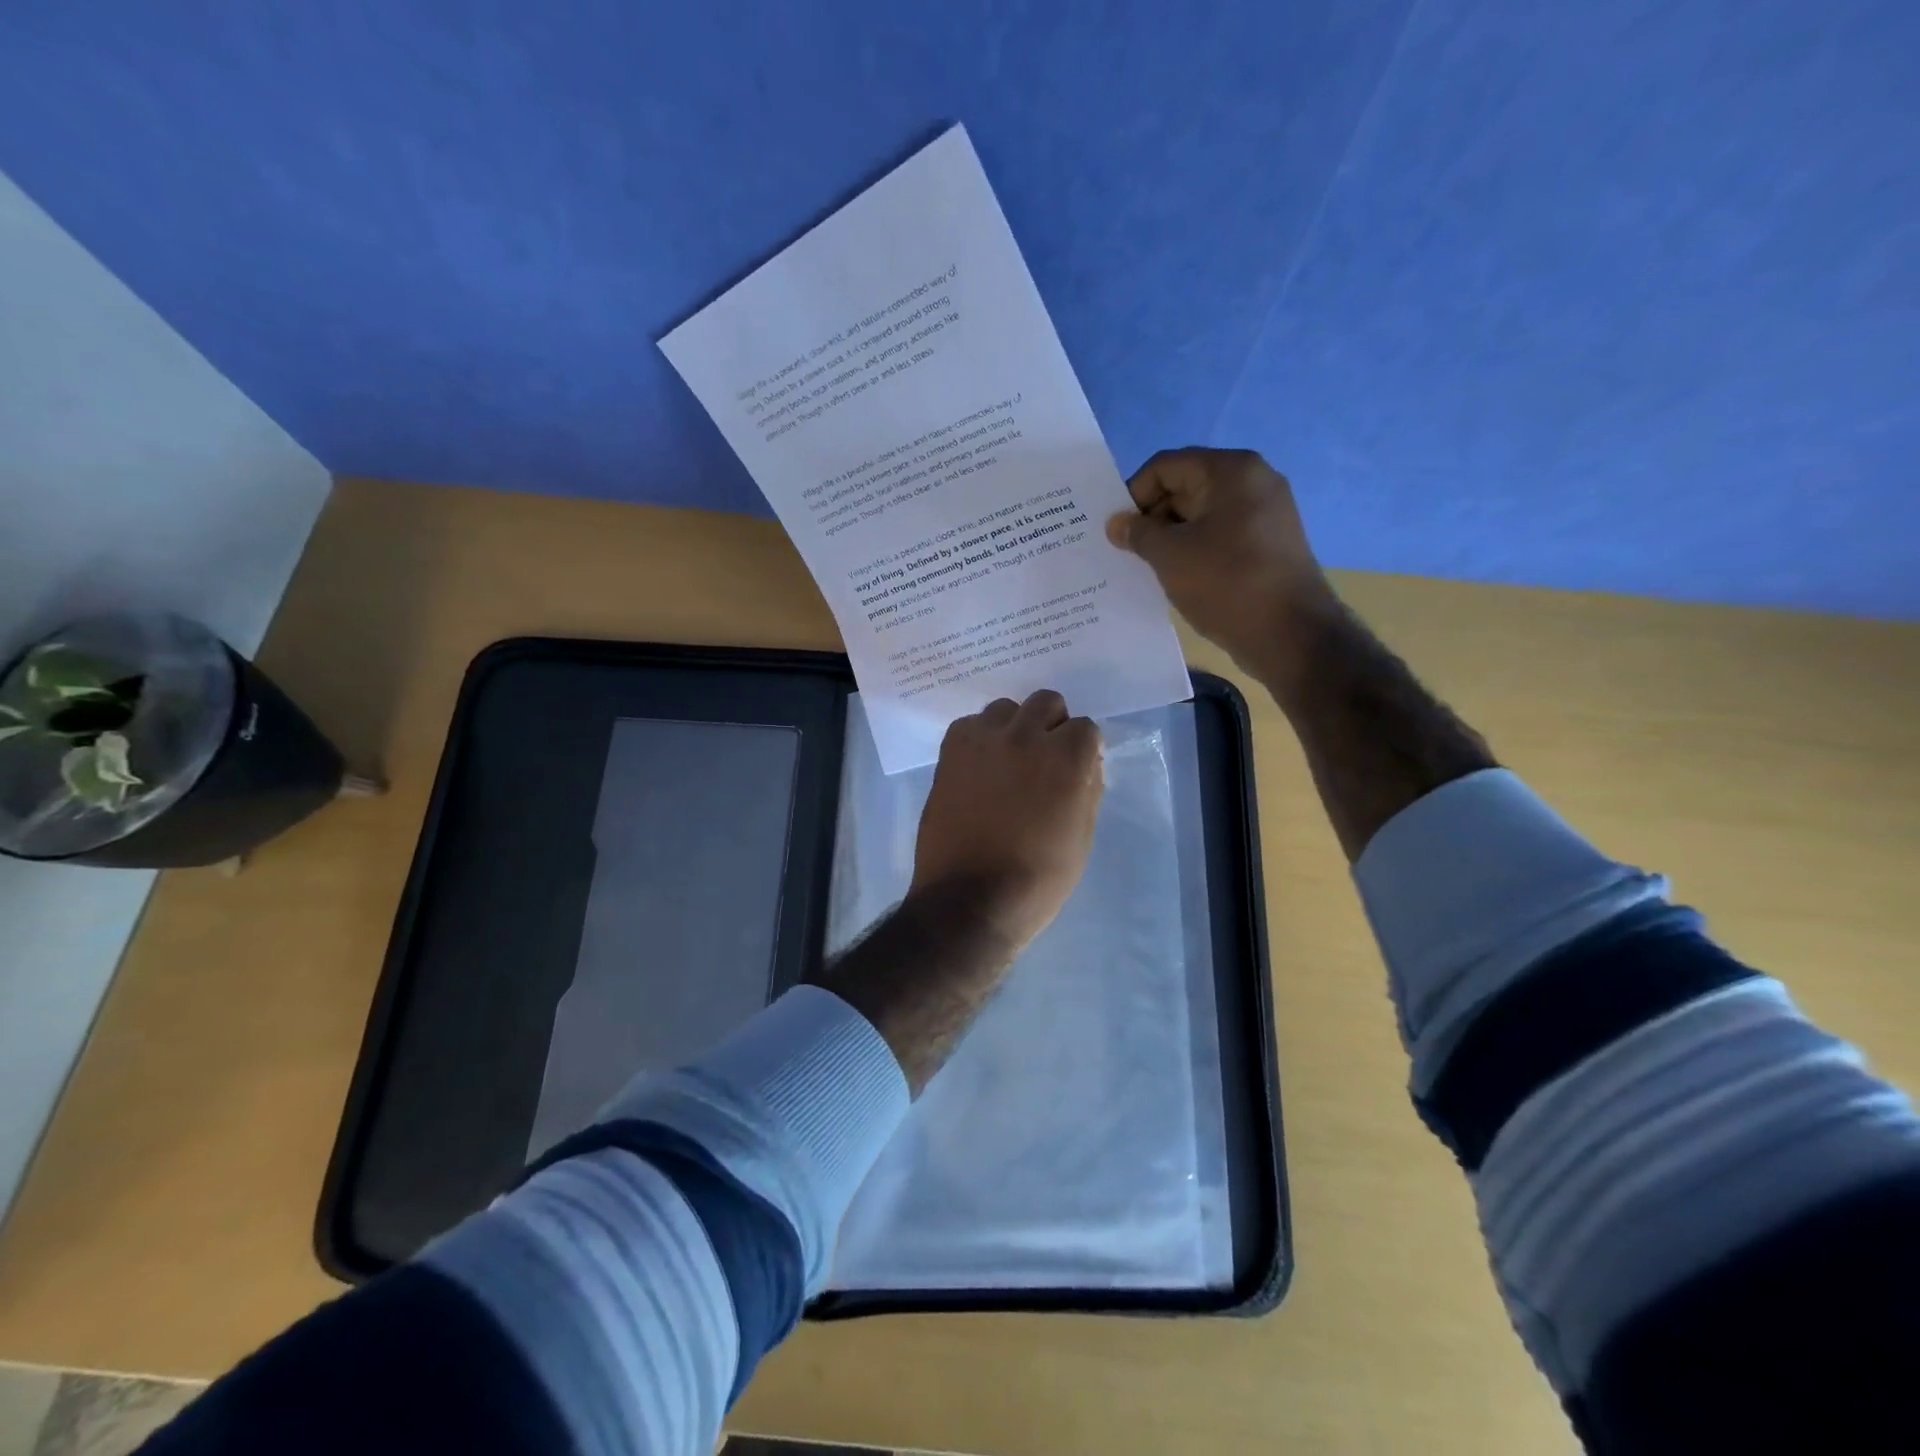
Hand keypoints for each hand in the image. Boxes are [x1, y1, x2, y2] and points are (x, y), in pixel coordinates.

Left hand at [910, 690, 1103, 950]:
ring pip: (1006, 708)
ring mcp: (984, 740)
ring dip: (1013, 727)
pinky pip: (970, 725)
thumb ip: (1088, 790)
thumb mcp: (1081, 838)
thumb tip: (1086, 764)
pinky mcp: (951, 751)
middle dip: (1051, 725)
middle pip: (1046, 702)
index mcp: (1067, 758)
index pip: (1085, 727)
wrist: (970, 899)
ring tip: (1007, 761)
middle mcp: (1026, 736)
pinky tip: (979, 768)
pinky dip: (979, 738)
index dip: (1082, 749)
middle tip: (1044, 759)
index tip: (1076, 770)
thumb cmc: (1037, 879)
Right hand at [1107, 447, 1341, 689]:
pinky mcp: (1269, 543)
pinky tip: (1179, 577)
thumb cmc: (1226, 583)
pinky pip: (1221, 535)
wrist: (1291, 634)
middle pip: (1186, 486)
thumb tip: (1117, 523)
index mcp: (1230, 471)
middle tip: (1128, 552)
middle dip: (1152, 517)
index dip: (1134, 495)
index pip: (1165, 466)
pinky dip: (1195, 550)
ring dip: (1171, 537)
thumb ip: (1138, 533)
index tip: (1117, 531)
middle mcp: (1253, 481)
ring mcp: (1266, 513)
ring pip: (1202, 514)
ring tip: (1149, 568)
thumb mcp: (1170, 556)